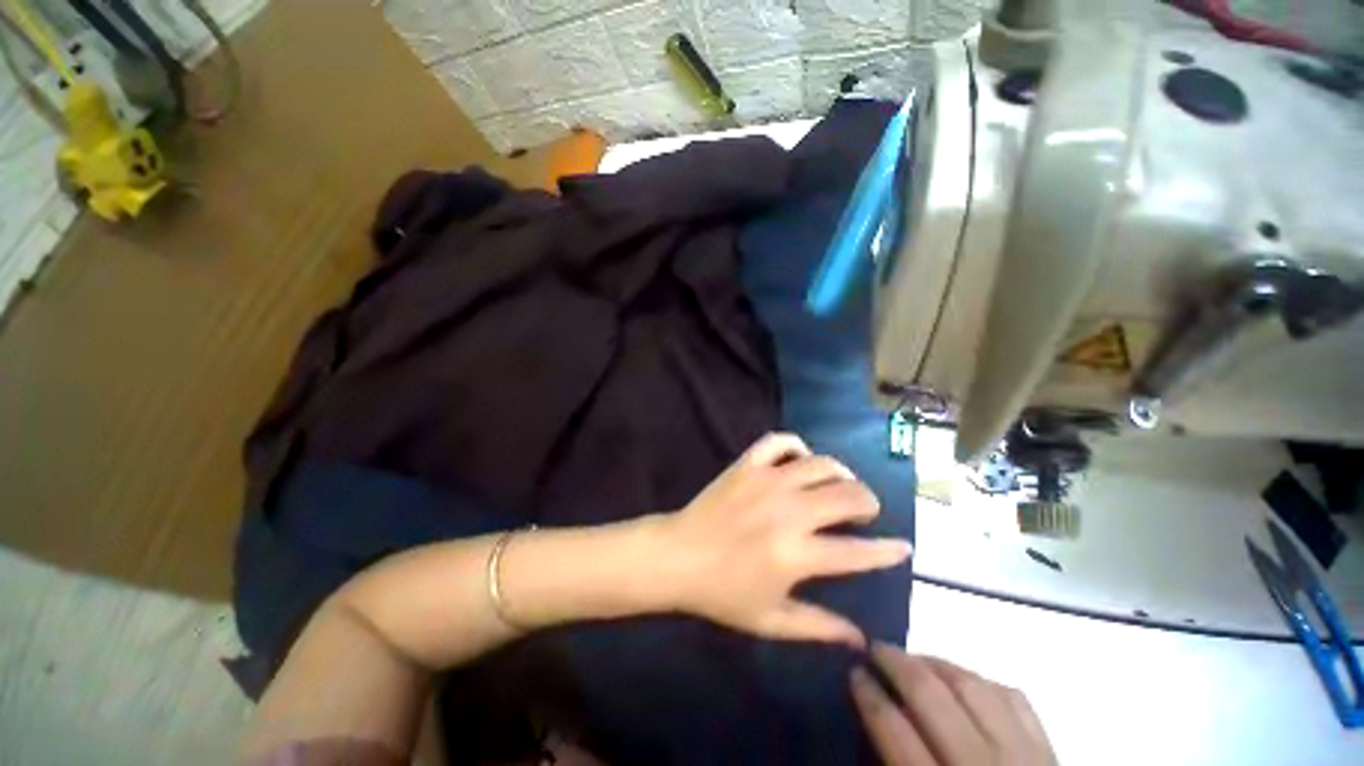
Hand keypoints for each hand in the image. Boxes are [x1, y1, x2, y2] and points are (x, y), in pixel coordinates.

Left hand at [656, 432, 912, 646]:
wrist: (678, 556)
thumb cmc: (722, 592)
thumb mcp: (771, 620)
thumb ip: (818, 627)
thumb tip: (861, 639)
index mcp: (796, 554)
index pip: (857, 552)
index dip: (887, 550)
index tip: (903, 546)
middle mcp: (788, 511)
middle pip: (848, 495)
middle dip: (868, 502)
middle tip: (865, 511)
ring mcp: (767, 481)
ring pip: (821, 463)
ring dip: (840, 473)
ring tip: (840, 484)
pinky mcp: (746, 464)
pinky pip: (779, 442)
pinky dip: (796, 445)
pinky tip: (801, 459)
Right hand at [851, 645, 1055, 765]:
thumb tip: (878, 723)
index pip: (895, 732)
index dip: (869, 695)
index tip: (853, 671)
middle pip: (931, 697)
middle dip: (895, 663)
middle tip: (874, 647)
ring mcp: (1023, 756)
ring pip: (972, 686)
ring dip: (935, 663)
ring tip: (914, 657)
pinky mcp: (1052, 752)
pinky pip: (1013, 698)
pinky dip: (982, 680)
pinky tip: (964, 679)